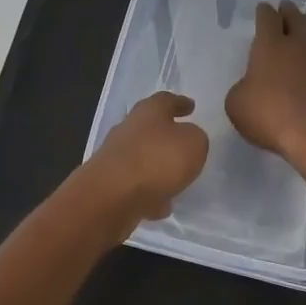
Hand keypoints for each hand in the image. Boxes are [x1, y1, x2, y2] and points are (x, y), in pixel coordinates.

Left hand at [86, 90, 209, 230]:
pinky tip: (161, 205)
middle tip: (183, 143)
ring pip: (142, 157)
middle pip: (149, 127)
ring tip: (176, 179)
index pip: (166, 100)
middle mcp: (128, 129)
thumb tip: (187, 140)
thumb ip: (195, 138)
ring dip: (157, 166)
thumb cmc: (158, 159)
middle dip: (166, 135)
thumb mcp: (193, 143)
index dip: (180, 103)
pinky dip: (148, 192)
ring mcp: (116, 157)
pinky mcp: (110, 184)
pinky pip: (135, 185)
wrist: (112, 196)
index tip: (191, 106)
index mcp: (149, 111)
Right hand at [226, 1, 305, 171]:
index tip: (263, 8)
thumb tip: (250, 86)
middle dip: (288, 11)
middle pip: (295, 18)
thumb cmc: (272, 117)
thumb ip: (241, 89)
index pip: (267, 19)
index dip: (264, 12)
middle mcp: (298, 45)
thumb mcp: (237, 106)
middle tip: (285, 6)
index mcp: (270, 46)